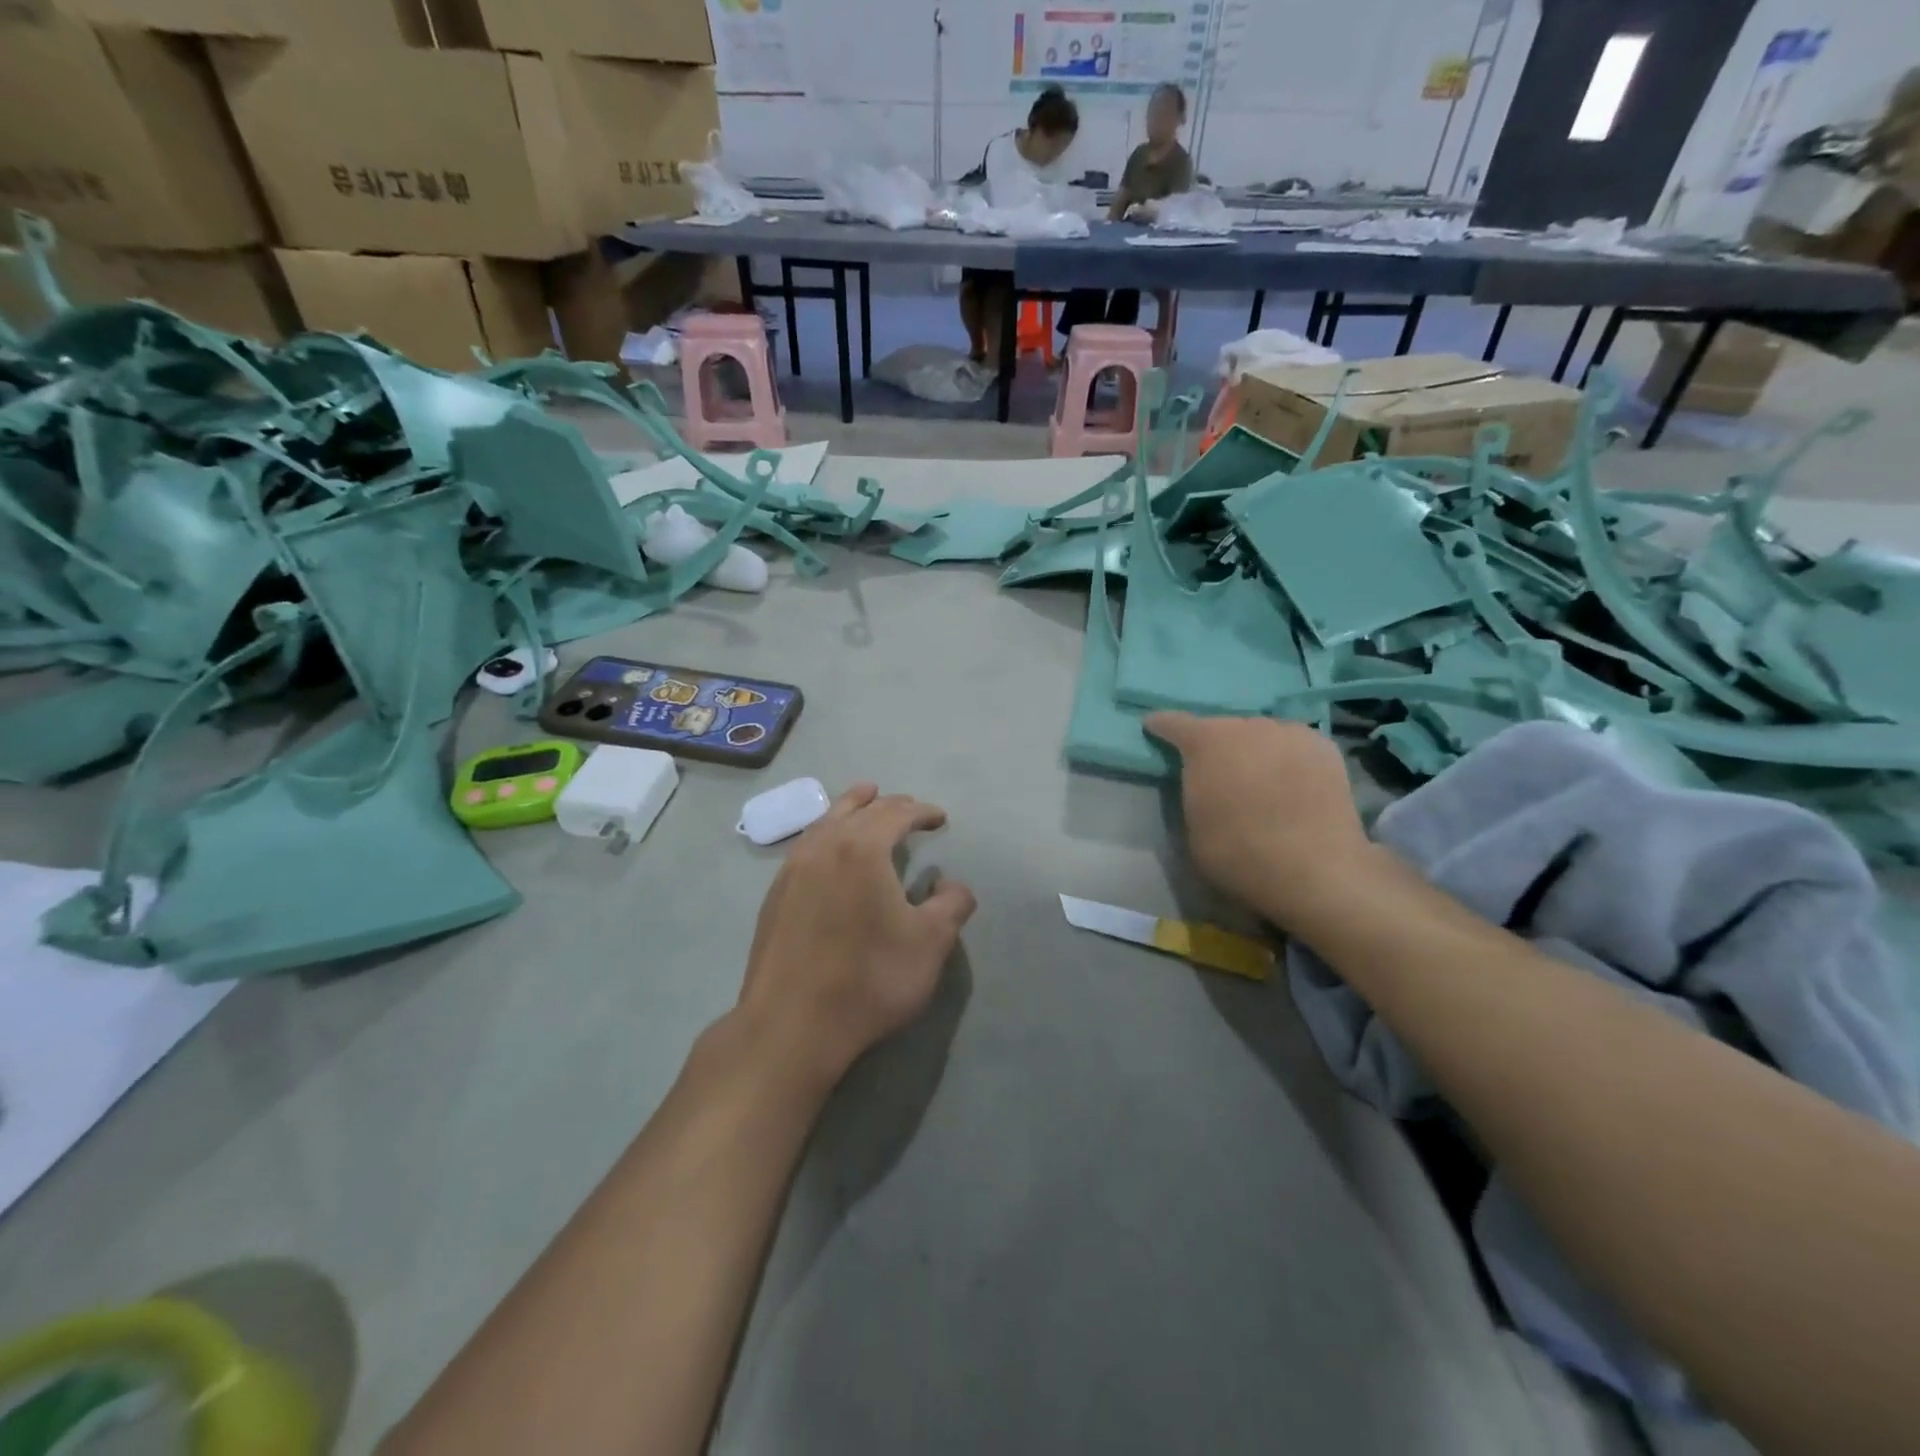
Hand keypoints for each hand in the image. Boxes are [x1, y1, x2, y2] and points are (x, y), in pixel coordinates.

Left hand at [737, 784, 976, 1083]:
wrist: (791, 1026)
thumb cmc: (869, 980)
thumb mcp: (929, 944)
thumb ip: (951, 906)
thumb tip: (954, 886)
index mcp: (861, 849)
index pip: (895, 813)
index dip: (921, 811)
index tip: (939, 818)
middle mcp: (823, 847)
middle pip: (858, 809)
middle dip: (888, 805)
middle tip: (910, 809)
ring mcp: (792, 870)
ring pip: (825, 822)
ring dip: (850, 808)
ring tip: (864, 800)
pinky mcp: (775, 895)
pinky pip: (806, 845)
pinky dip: (826, 833)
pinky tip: (829, 849)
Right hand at [1144, 713, 1373, 926]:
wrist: (1316, 871)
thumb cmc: (1239, 853)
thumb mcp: (1193, 826)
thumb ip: (1194, 791)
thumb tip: (1204, 781)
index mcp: (1206, 742)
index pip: (1174, 723)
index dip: (1162, 726)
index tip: (1153, 727)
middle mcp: (1247, 726)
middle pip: (1223, 728)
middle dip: (1216, 745)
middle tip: (1216, 770)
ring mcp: (1290, 733)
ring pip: (1261, 735)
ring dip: (1253, 750)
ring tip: (1257, 777)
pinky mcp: (1325, 748)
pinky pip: (1293, 746)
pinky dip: (1286, 758)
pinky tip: (1290, 782)